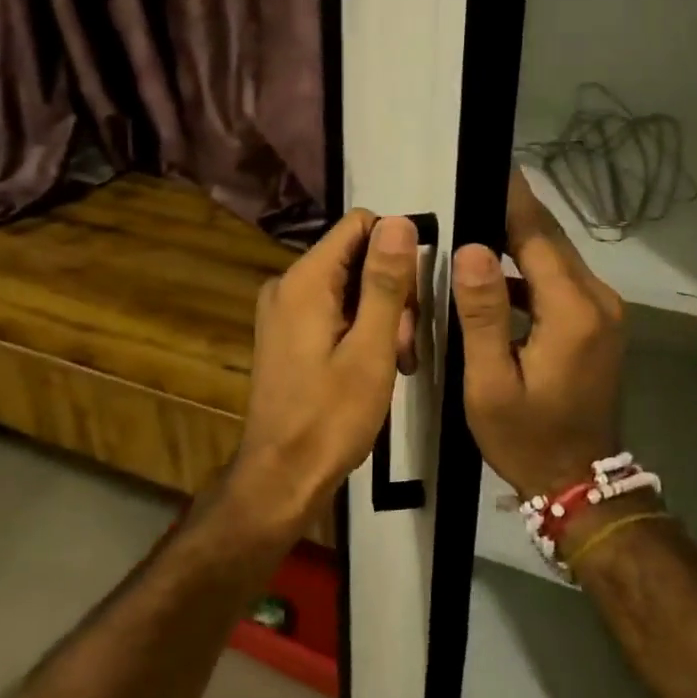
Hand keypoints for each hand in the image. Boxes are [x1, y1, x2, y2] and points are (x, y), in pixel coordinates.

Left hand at [227, 210, 418, 531]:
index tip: (414, 300)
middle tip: (405, 347)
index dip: (396, 252)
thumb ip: (385, 282)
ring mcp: (284, 311)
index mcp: (305, 280)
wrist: (282, 476)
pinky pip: (333, 311)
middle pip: (356, 257)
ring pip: (349, 287)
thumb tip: (399, 222)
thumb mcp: (371, 349)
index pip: (359, 225)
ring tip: (397, 363)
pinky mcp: (287, 335)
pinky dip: (361, 330)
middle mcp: (288, 285)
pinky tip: (377, 366)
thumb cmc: (331, 416)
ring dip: (382, 317)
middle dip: (392, 293)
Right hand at [452, 170, 624, 498]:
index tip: (488, 165)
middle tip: (472, 186)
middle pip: (551, 241)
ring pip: (556, 259)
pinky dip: (531, 270)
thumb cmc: (526, 437)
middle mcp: (598, 300)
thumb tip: (472, 248)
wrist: (578, 482)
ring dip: (520, 240)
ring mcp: (603, 312)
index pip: (538, 236)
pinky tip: (496, 271)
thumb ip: (482, 313)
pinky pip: (561, 282)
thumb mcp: (490, 382)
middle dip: (513, 212)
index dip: (511, 200)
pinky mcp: (598, 324)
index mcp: (573, 311)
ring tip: (475, 222)